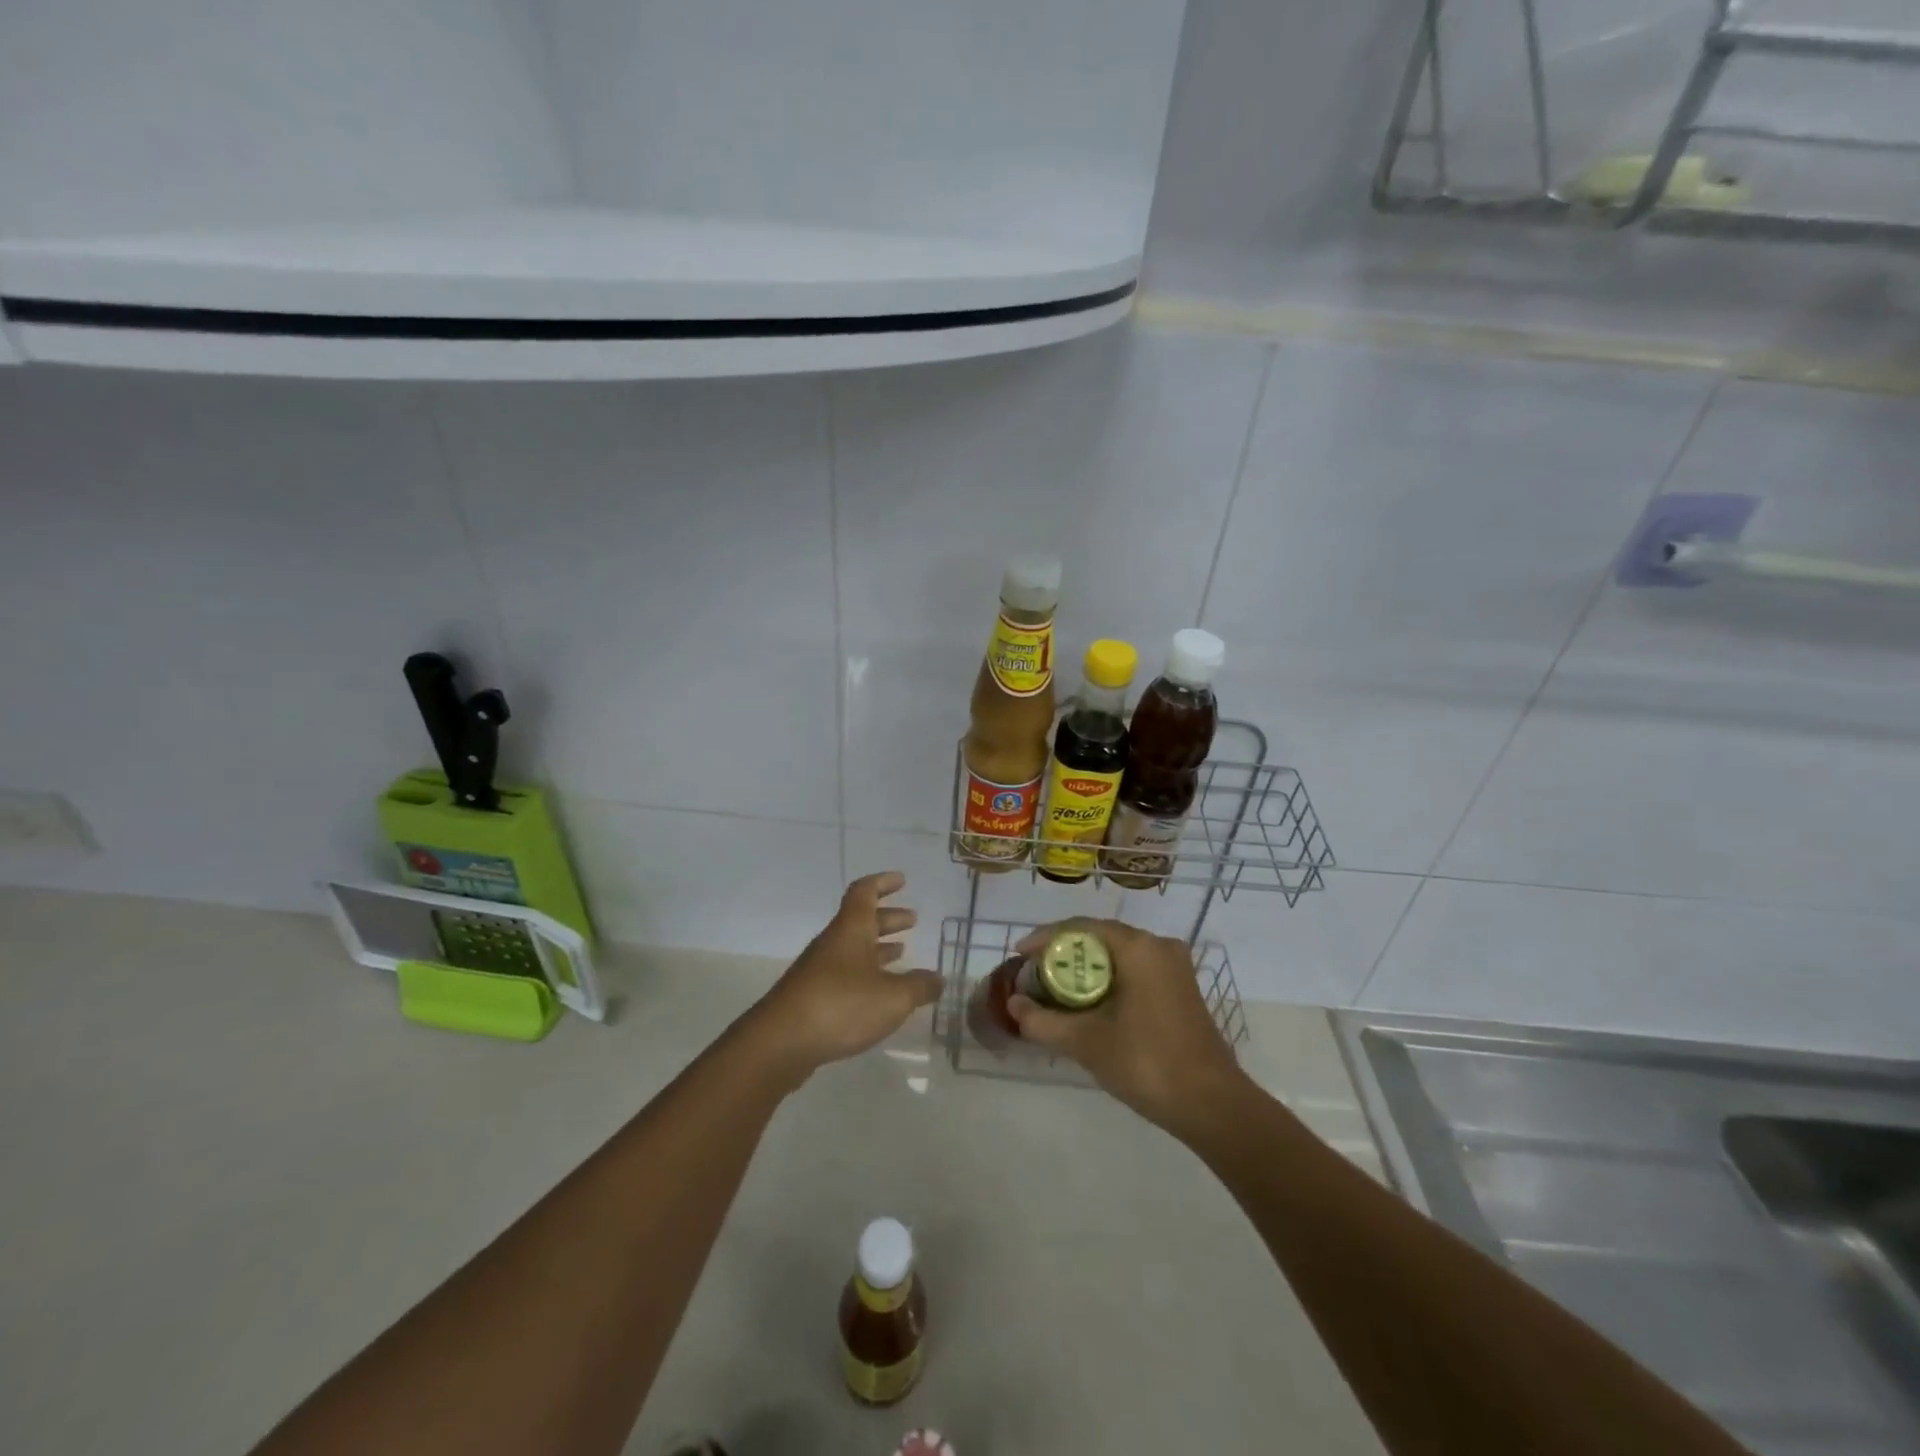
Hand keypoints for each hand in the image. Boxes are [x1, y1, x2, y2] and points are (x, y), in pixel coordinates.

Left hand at [750, 872, 942, 1084]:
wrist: (780, 1043)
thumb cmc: (841, 1006)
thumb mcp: (893, 997)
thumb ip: (919, 987)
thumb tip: (938, 979)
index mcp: (851, 930)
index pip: (865, 892)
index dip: (883, 883)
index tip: (902, 881)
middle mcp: (833, 943)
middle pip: (861, 920)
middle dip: (888, 918)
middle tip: (912, 920)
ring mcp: (819, 970)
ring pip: (853, 948)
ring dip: (878, 946)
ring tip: (902, 953)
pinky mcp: (813, 997)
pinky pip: (845, 973)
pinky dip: (866, 973)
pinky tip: (880, 993)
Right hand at [1007, 919, 1246, 1135]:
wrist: (1211, 1104)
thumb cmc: (1146, 1062)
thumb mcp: (1086, 1041)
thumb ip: (1043, 1021)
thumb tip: (1013, 1005)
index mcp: (1138, 947)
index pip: (1080, 927)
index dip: (1045, 938)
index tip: (1019, 955)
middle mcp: (1159, 946)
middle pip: (1100, 938)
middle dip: (1064, 954)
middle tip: (1034, 973)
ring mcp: (1174, 967)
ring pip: (1119, 955)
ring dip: (1086, 968)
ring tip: (1055, 988)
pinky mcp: (1181, 989)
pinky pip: (1135, 970)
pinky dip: (1108, 980)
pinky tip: (1089, 1003)